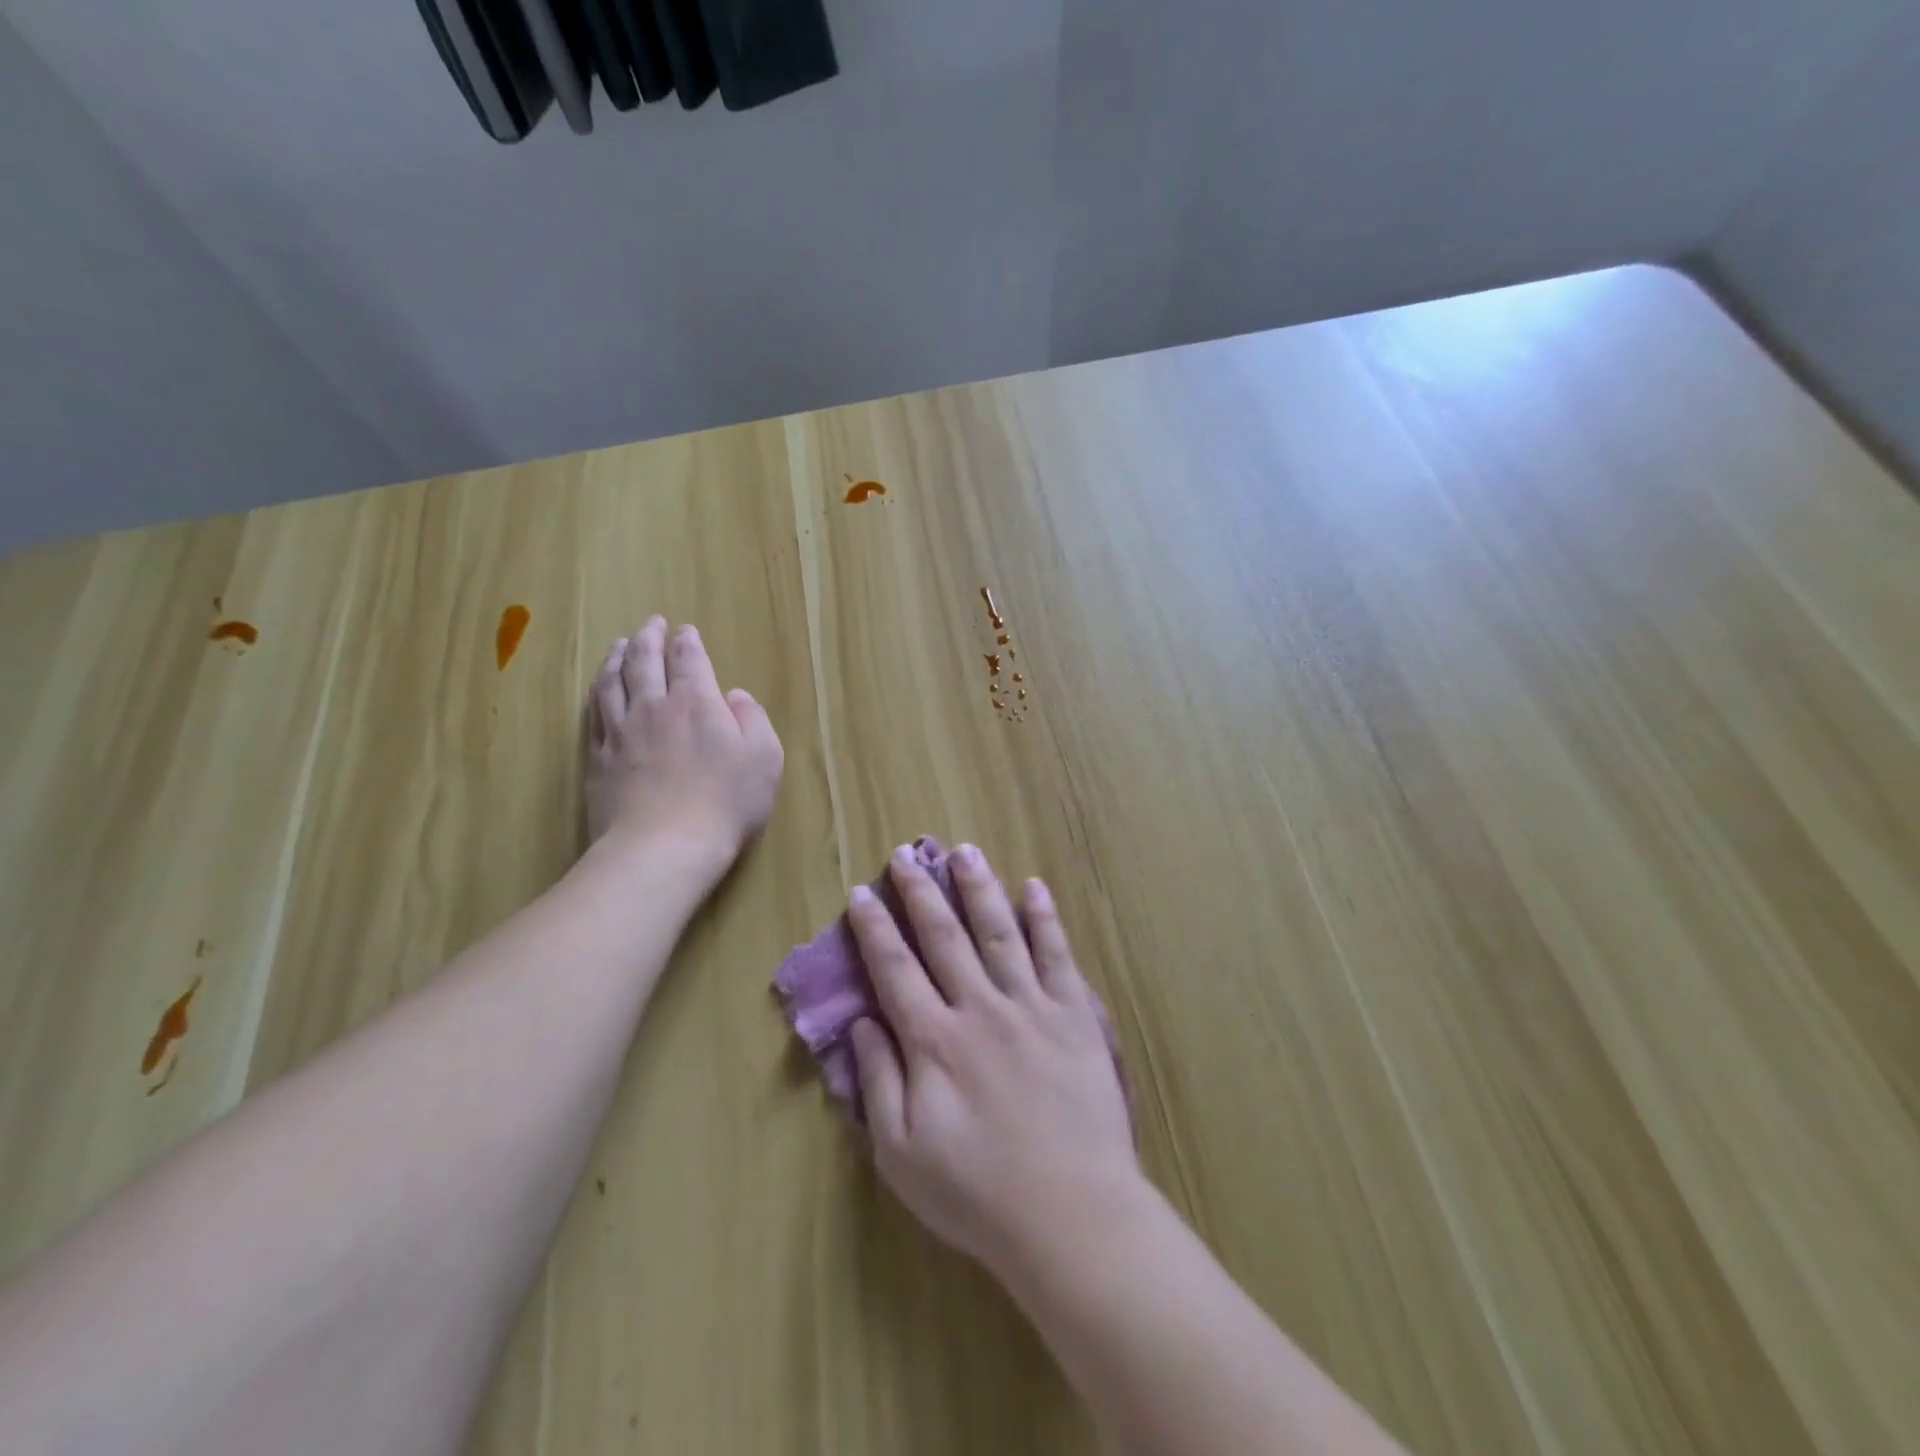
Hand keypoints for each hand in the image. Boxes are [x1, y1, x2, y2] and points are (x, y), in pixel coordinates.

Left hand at [585, 618, 783, 870]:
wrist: (664, 847)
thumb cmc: (725, 802)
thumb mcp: (764, 759)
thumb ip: (753, 720)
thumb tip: (735, 696)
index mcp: (697, 702)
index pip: (689, 659)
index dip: (687, 642)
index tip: (686, 631)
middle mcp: (654, 707)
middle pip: (644, 661)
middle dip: (648, 638)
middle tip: (650, 624)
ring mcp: (620, 732)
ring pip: (612, 682)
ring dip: (617, 658)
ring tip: (620, 645)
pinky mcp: (598, 759)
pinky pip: (594, 714)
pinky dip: (598, 693)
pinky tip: (600, 690)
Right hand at [847, 843, 1140, 1278]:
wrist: (1072, 1214)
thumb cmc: (977, 1192)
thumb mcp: (902, 1154)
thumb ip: (878, 1082)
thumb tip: (860, 1023)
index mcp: (934, 1041)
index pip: (894, 969)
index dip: (874, 928)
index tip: (862, 893)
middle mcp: (979, 1008)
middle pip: (944, 936)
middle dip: (921, 892)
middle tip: (906, 854)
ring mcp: (1031, 1006)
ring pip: (999, 931)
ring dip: (979, 887)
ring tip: (964, 851)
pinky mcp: (1075, 1015)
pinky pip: (1057, 954)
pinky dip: (1044, 918)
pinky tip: (1034, 887)